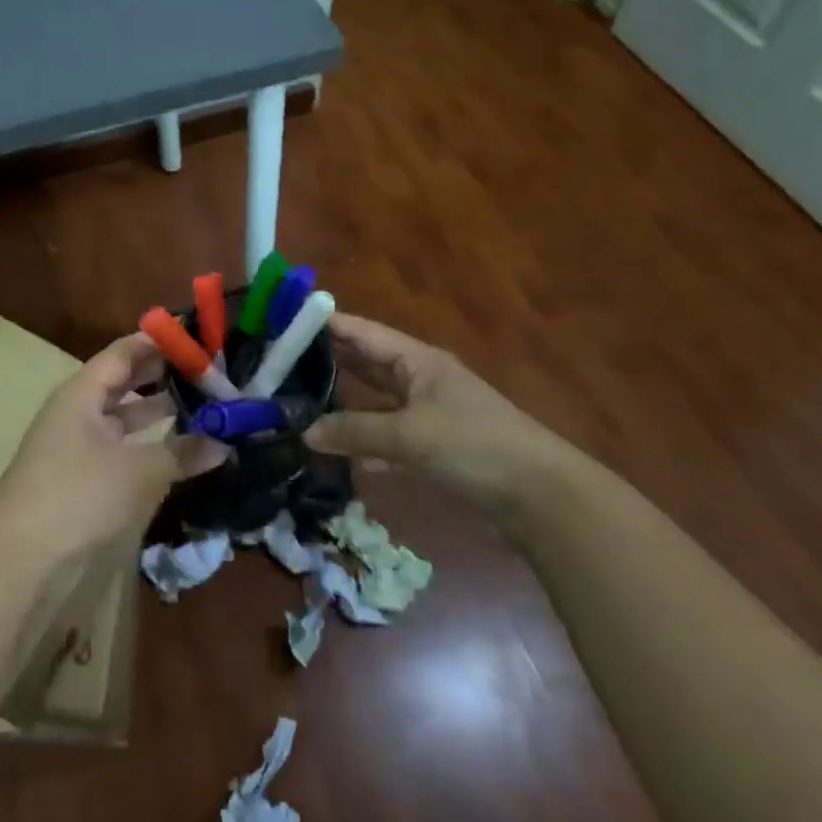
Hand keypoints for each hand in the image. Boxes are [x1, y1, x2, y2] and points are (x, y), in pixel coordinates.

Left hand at [0, 333, 229, 565]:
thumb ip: (182, 451)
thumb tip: (224, 441)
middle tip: (209, 371)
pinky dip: (152, 448)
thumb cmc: (79, 496)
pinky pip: (125, 452)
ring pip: (126, 420)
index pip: (124, 352)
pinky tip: (183, 452)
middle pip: (125, 383)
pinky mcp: (85, 484)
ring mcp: (80, 450)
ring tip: (204, 407)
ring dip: (160, 413)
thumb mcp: (138, 471)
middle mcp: (80, 414)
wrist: (20, 565)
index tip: (198, 336)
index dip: (158, 341)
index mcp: (83, 394)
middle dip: (164, 376)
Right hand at [304, 314, 567, 515]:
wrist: (540, 498)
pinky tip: (339, 452)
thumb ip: (355, 431)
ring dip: (344, 404)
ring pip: (375, 402)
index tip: (284, 323)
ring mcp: (429, 415)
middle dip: (328, 363)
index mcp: (417, 361)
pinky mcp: (435, 449)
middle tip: (280, 364)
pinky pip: (389, 437)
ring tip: (298, 403)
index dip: (326, 325)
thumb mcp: (408, 435)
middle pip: (367, 364)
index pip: (362, 333)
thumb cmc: (472, 447)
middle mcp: (420, 380)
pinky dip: (365, 441)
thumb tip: (306, 432)